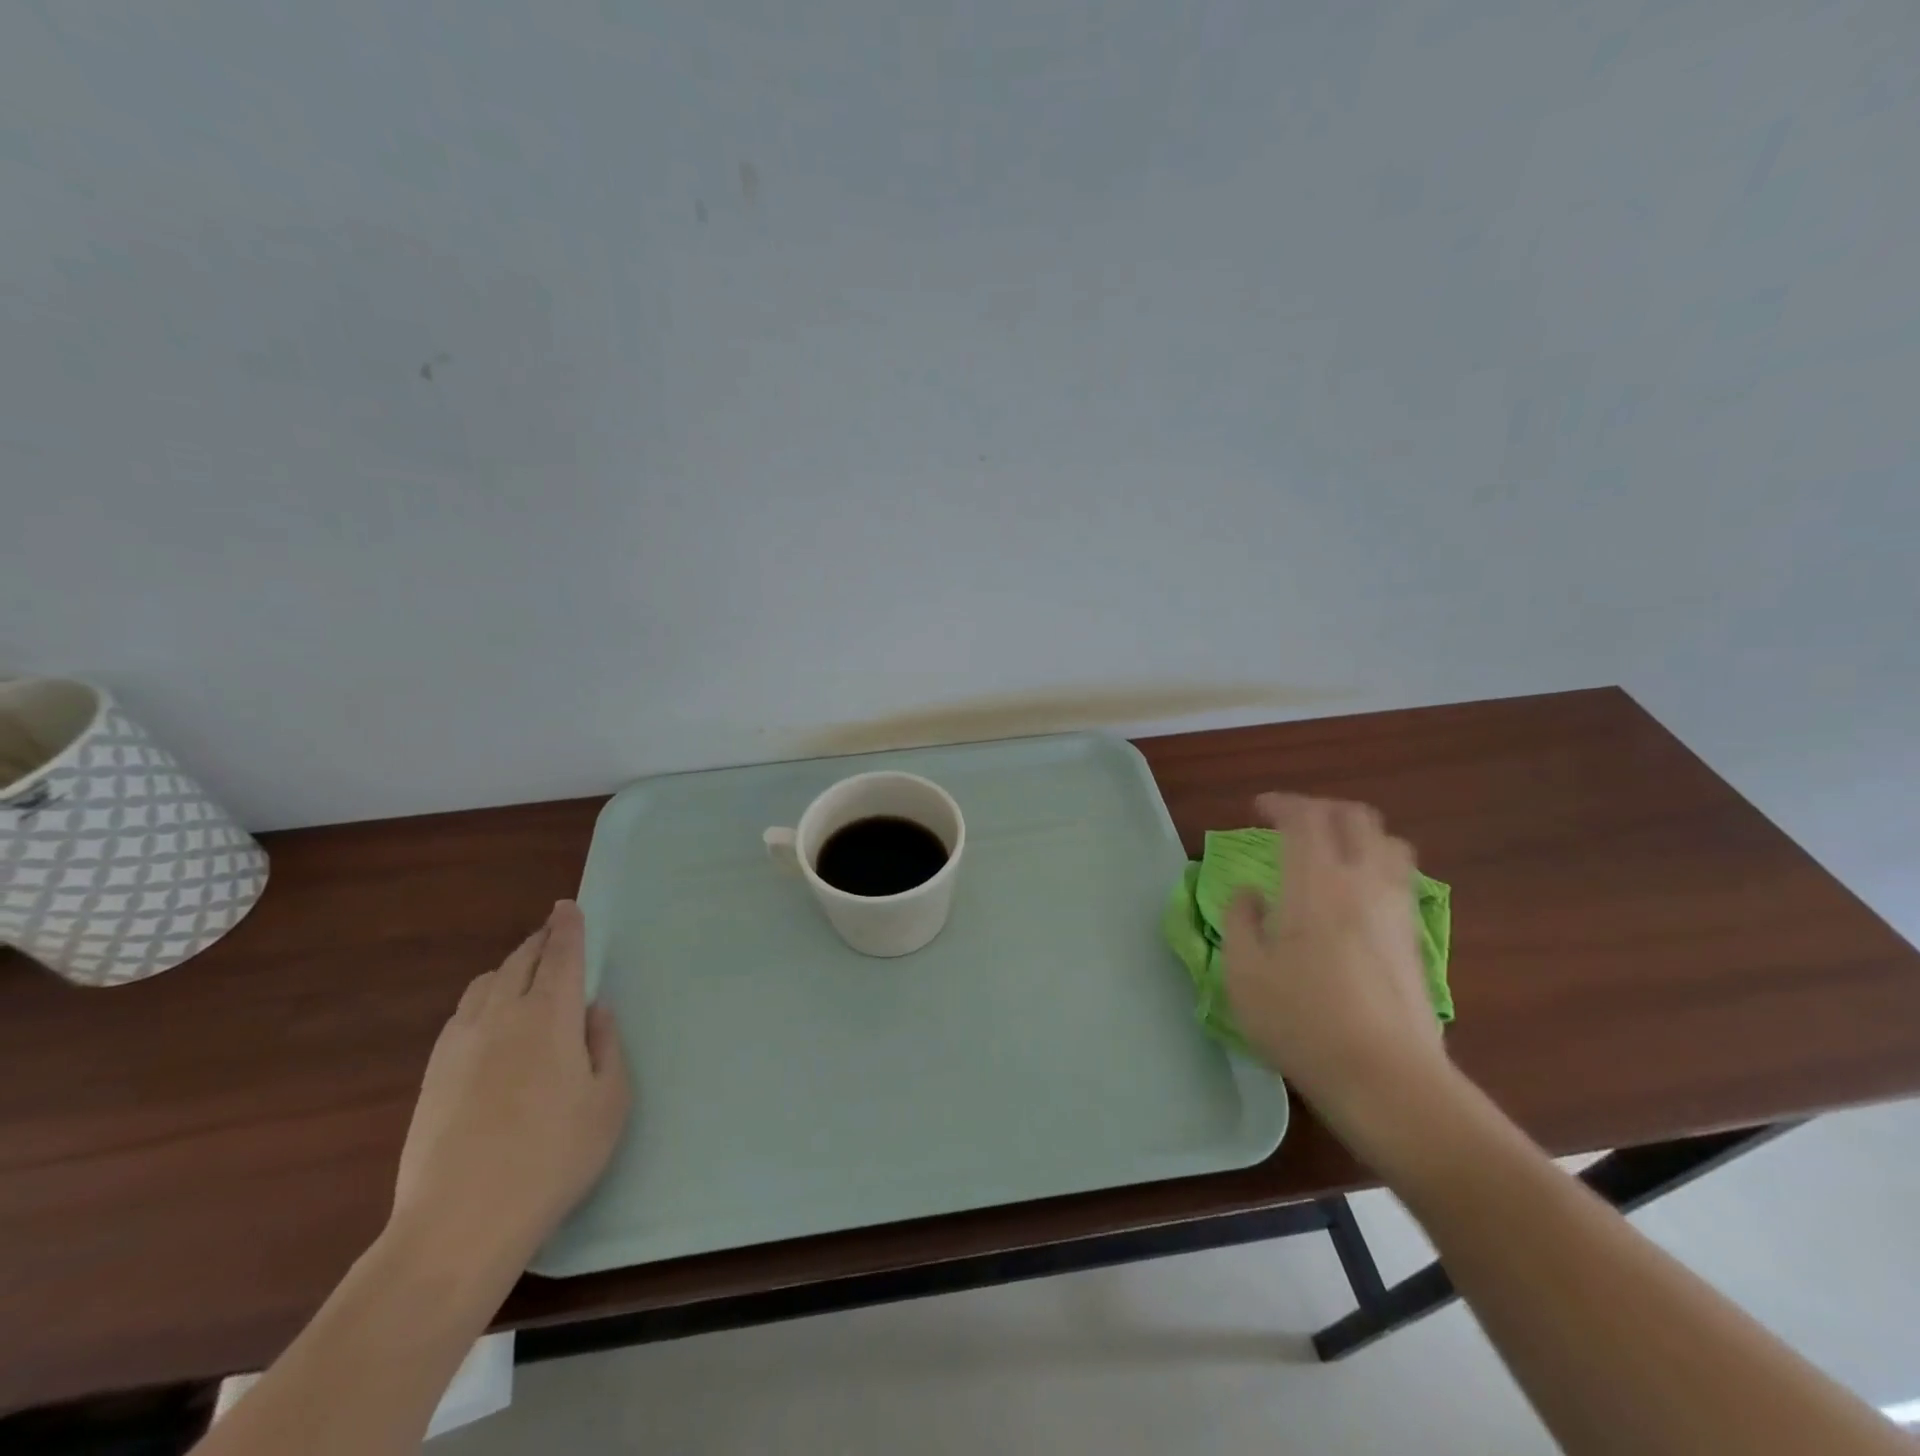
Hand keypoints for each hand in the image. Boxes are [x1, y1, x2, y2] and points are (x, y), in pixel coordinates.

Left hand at [389, 901, 630, 1279]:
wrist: (460, 1223)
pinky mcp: (433, 1074)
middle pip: (520, 961)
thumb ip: (606, 1046)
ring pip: (485, 983)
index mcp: (550, 1016)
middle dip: (540, 941)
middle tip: (554, 932)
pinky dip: (483, 998)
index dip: (567, 927)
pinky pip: (462, 1014)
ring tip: (525, 972)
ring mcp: (460, 1044)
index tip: (568, 906)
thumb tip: (595, 1010)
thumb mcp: (609, 1101)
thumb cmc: (553, 1157)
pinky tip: (490, 1019)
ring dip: (509, 967)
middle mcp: (502, 1015)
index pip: (561, 955)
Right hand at [1222, 793, 1452, 1149]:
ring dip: (1356, 834)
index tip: (1257, 810)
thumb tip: (1249, 894)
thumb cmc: (1302, 1021)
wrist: (1387, 1079)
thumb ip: (1239, 921)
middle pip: (1355, 817)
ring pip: (1388, 843)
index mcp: (1316, 882)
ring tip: (1330, 852)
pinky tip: (1354, 896)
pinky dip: (1375, 865)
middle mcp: (1363, 882)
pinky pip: (1400, 878)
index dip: (1280, 803)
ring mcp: (1397, 909)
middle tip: (1292, 823)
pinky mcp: (1416, 938)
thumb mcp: (1243, 972)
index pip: (1305, 818)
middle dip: (1321, 809)